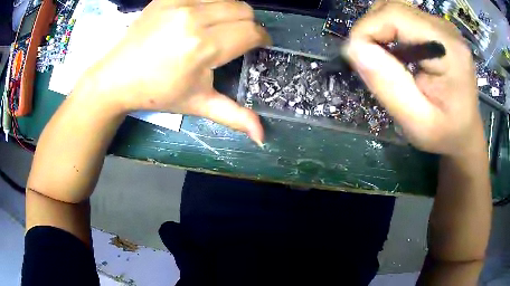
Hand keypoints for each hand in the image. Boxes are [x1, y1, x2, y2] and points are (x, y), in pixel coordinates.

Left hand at [90, 0, 269, 144]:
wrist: (117, 77)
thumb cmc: (157, 92)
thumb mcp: (198, 104)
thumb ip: (234, 116)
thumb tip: (262, 136)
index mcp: (203, 47)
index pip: (251, 32)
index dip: (261, 39)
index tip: (258, 45)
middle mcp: (194, 18)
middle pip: (244, 9)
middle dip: (248, 24)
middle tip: (237, 38)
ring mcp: (179, 2)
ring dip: (231, 12)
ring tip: (219, 27)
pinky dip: (212, 3)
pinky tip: (200, 17)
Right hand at [345, 2, 483, 155]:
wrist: (465, 132)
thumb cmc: (445, 134)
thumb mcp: (417, 123)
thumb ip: (389, 86)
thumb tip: (354, 48)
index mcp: (448, 48)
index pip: (394, 15)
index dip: (367, 29)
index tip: (357, 58)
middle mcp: (445, 28)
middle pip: (392, 7)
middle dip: (372, 29)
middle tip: (371, 62)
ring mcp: (442, 26)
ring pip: (395, 10)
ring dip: (380, 31)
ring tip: (387, 61)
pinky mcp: (437, 29)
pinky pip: (404, 18)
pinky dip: (391, 32)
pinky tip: (399, 55)